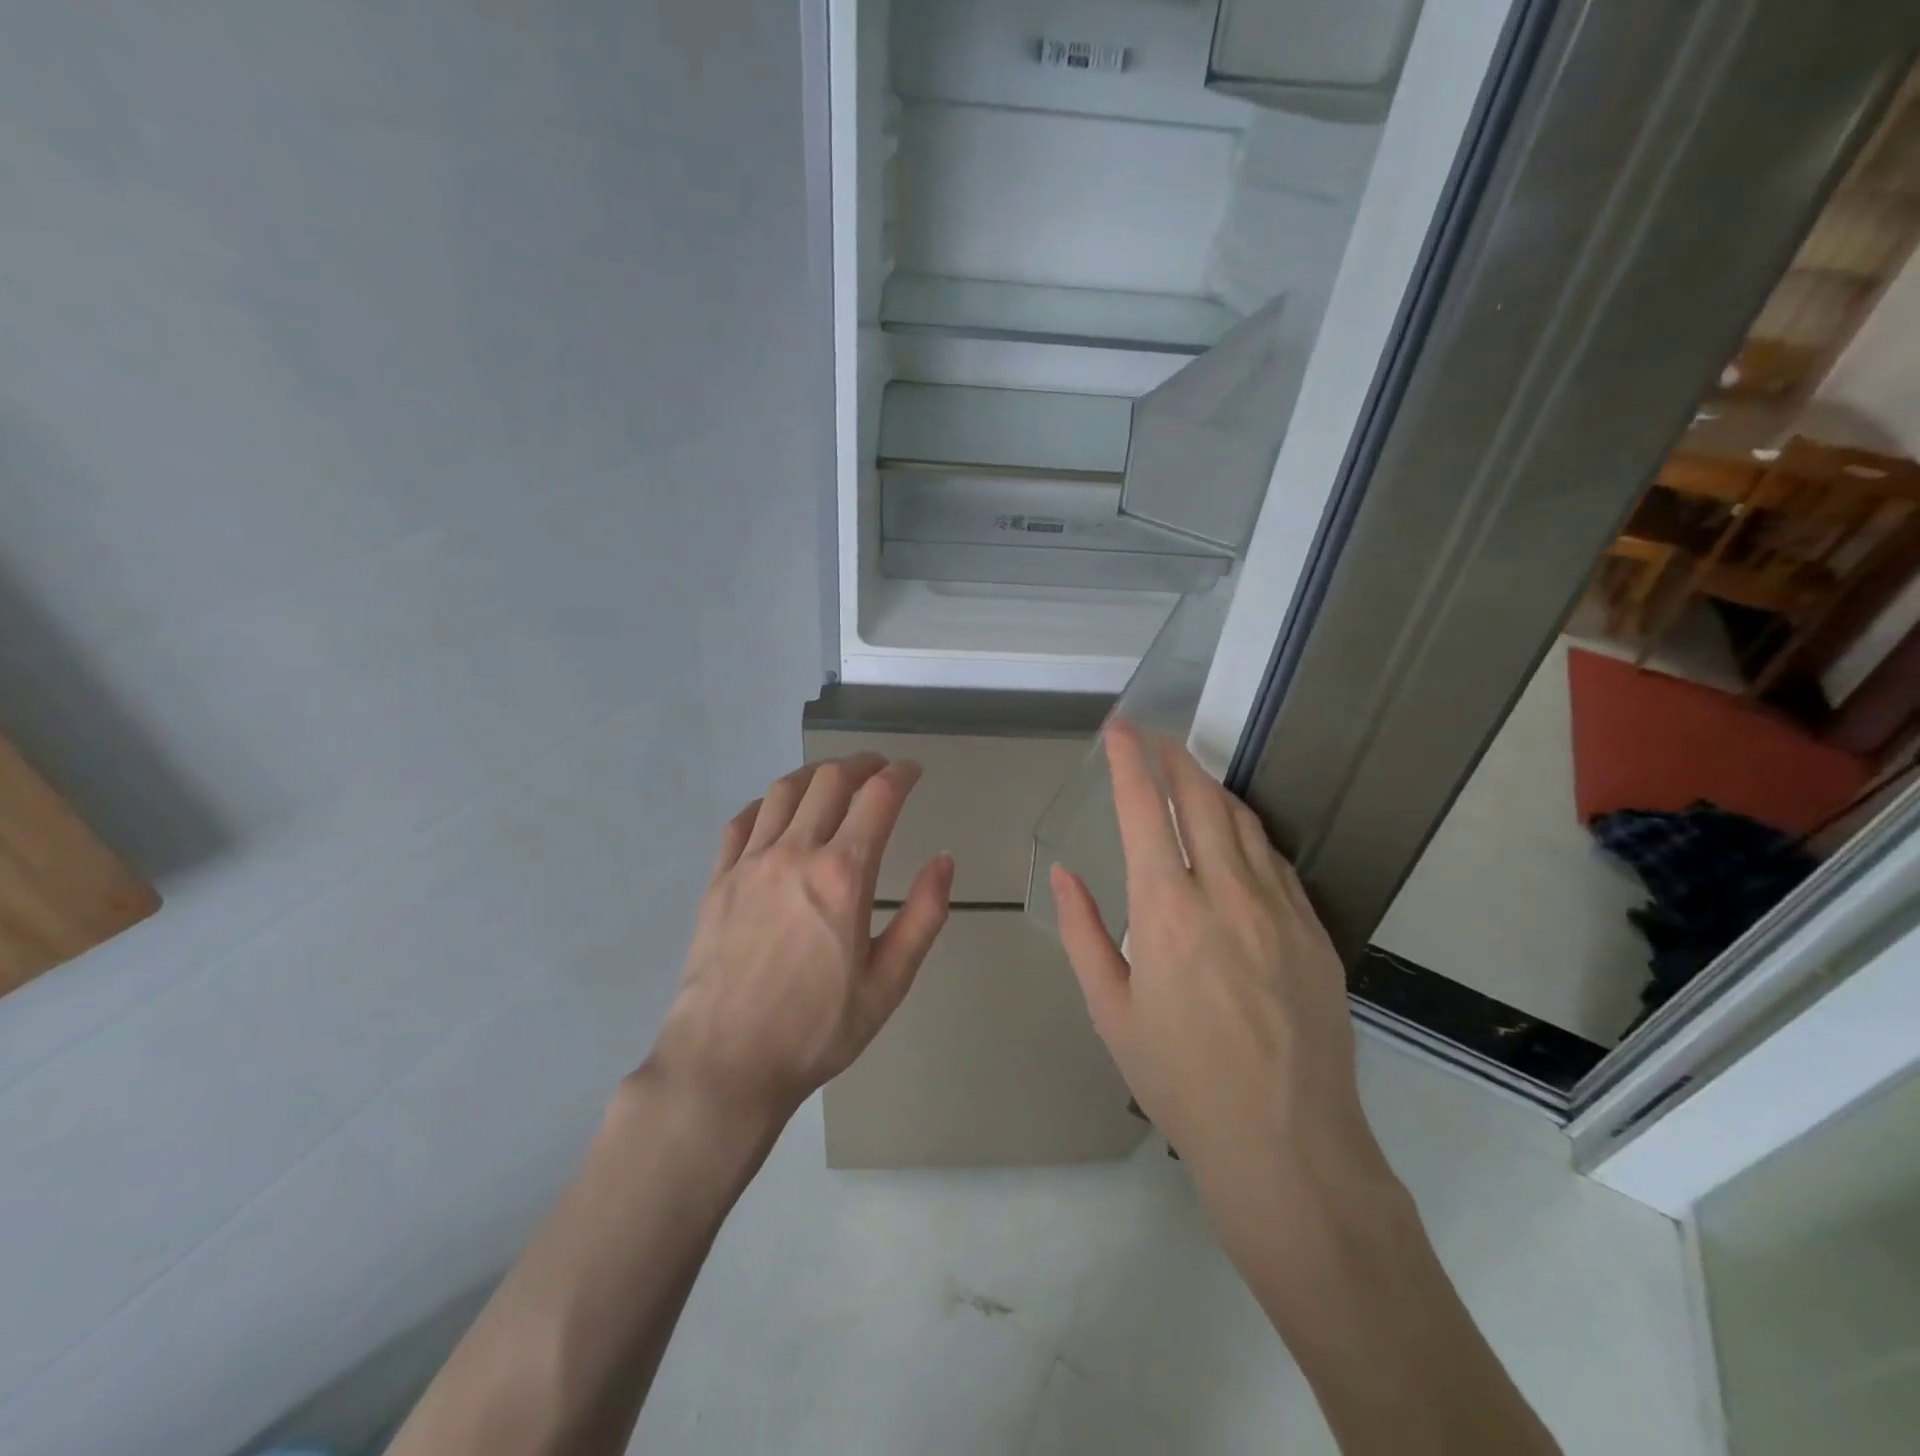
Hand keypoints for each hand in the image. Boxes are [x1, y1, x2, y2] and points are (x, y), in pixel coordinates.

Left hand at [645, 754, 953, 1123]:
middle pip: (830, 781)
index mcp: (843, 876)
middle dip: (861, 764)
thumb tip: (944, 860)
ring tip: (832, 779)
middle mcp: (795, 854)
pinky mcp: (718, 880)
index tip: (913, 771)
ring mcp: (750, 863)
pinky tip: (776, 813)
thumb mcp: (889, 983)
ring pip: (783, 791)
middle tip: (878, 769)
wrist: (725, 1064)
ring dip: (815, 774)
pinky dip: (766, 804)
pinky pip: (741, 822)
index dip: (900, 774)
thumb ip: (924, 916)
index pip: (878, 798)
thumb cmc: (816, 1030)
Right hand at [1051, 721, 1387, 1204]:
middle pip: (1201, 799)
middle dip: (1175, 759)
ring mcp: (1279, 907)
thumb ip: (1084, 932)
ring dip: (1212, 788)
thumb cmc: (1180, 1079)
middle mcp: (1226, 893)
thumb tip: (1065, 874)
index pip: (1144, 811)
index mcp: (1167, 910)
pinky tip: (1235, 837)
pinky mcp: (1313, 929)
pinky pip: (1274, 860)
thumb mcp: (1111, 1010)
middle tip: (1156, 739)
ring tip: (1191, 775)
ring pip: (1243, 822)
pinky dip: (1246, 832)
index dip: (1130, 761)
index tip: (1121, 729)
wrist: (1286, 1142)